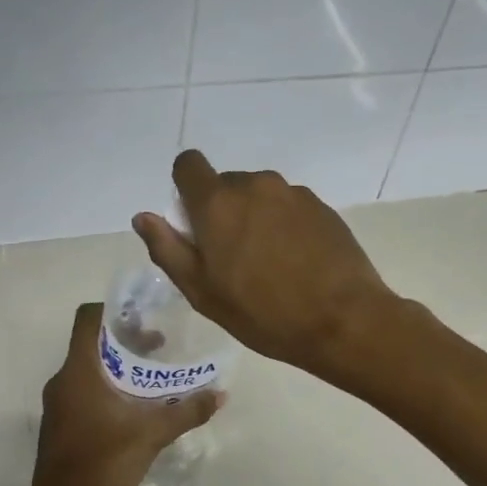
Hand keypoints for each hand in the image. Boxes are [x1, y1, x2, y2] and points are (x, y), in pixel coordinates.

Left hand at [28, 302, 221, 485]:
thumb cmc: (104, 465)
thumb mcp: (152, 435)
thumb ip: (187, 411)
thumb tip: (220, 394)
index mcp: (79, 372)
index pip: (88, 319)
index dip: (114, 309)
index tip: (144, 314)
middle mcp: (63, 381)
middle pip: (92, 343)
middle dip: (126, 340)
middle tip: (160, 344)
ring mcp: (59, 404)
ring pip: (89, 369)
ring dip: (119, 366)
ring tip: (153, 375)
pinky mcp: (61, 424)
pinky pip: (85, 390)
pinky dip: (109, 387)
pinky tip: (136, 406)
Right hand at [131, 150, 402, 380]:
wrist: (343, 320)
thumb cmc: (263, 313)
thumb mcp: (202, 292)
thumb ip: (168, 249)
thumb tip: (143, 217)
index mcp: (218, 202)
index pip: (188, 165)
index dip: (185, 188)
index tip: (194, 224)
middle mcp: (255, 185)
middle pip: (225, 184)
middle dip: (222, 211)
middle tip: (232, 259)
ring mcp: (293, 193)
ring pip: (259, 196)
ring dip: (255, 218)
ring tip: (269, 265)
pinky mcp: (322, 206)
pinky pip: (289, 207)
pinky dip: (284, 225)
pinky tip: (297, 262)